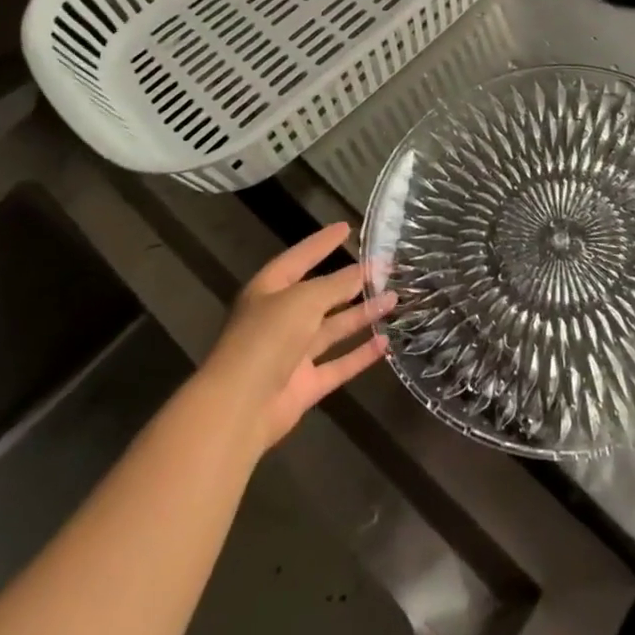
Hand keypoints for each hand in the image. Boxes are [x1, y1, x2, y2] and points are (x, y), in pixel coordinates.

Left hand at [199, 223, 394, 451]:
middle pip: (321, 294)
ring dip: (362, 314)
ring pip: (333, 328)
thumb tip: (362, 271)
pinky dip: (360, 354)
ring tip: (393, 298)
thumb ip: (336, 285)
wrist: (240, 406)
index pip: (300, 258)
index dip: (322, 243)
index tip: (347, 228)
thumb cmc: (268, 337)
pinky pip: (338, 365)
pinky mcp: (305, 385)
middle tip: (384, 267)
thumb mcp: (304, 299)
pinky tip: (385, 343)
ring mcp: (293, 353)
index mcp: (270, 290)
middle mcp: (280, 318)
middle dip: (351, 281)